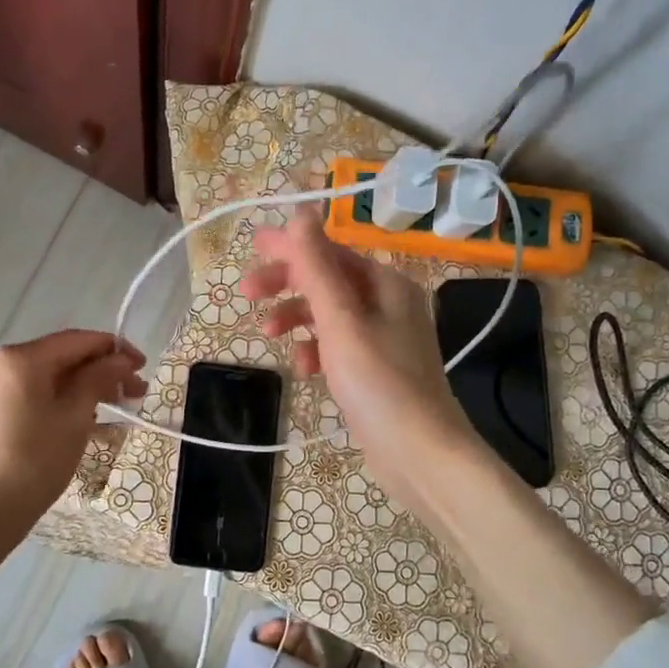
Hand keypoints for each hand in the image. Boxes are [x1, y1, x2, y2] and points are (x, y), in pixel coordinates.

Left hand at [0, 329, 146, 539]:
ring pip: (43, 377)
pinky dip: (55, 399)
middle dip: (99, 371)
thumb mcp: (74, 420)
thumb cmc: (32, 464)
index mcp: (18, 358)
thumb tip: (120, 359)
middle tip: (134, 394)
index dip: (114, 349)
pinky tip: (77, 419)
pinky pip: (26, 394)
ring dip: (79, 387)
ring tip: (110, 409)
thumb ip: (98, 380)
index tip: (143, 366)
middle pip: (59, 357)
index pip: (77, 340)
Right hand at [242, 212, 476, 511]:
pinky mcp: (375, 370)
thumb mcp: (341, 322)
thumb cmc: (379, 383)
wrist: (420, 454)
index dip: (291, 247)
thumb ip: (317, 268)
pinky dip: (316, 350)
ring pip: (329, 315)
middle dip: (288, 285)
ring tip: (268, 335)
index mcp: (386, 284)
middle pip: (328, 281)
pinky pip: (337, 346)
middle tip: (248, 294)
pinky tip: (304, 369)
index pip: (331, 251)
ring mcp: (383, 339)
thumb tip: (301, 213)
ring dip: (297, 318)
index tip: (251, 247)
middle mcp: (388, 304)